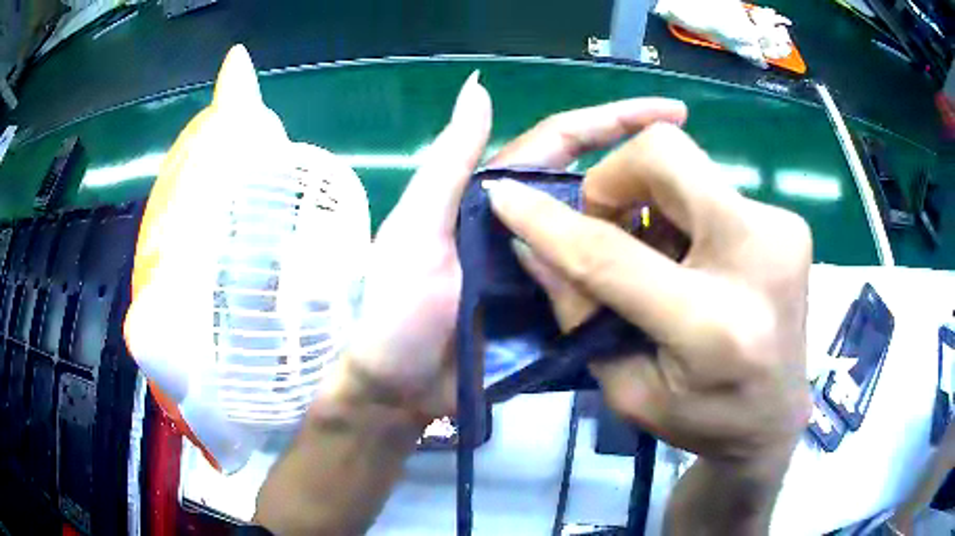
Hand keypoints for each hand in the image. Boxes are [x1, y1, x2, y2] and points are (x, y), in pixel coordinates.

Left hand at [343, 77, 687, 418]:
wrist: (396, 389)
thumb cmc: (394, 308)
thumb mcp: (414, 228)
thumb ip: (450, 162)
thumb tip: (479, 86)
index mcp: (500, 195)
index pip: (566, 141)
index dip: (616, 120)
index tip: (672, 112)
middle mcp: (531, 226)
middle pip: (597, 189)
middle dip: (646, 177)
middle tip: (700, 179)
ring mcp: (547, 274)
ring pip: (605, 242)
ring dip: (645, 232)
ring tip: (697, 232)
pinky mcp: (554, 317)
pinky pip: (599, 293)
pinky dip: (629, 285)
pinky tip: (668, 282)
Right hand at [487, 122, 811, 468]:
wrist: (776, 418)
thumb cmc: (703, 419)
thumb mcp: (628, 387)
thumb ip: (580, 313)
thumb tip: (533, 245)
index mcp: (713, 325)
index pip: (611, 255)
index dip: (549, 222)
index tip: (505, 198)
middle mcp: (759, 259)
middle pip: (665, 155)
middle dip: (615, 179)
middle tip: (607, 226)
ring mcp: (783, 230)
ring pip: (689, 162)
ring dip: (650, 198)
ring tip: (655, 253)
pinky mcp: (791, 221)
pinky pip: (714, 185)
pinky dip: (684, 209)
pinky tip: (691, 256)